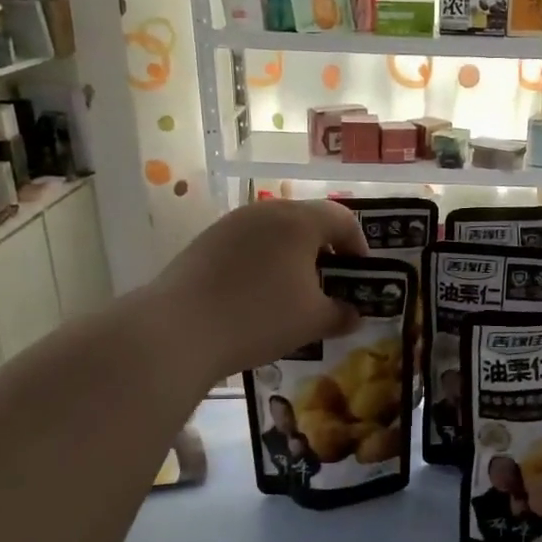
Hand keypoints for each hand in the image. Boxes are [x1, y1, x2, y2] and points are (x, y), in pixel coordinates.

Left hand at [149, 200, 367, 380]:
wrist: (179, 330)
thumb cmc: (260, 317)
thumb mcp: (313, 321)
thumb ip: (341, 314)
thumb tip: (353, 315)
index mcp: (299, 221)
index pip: (343, 219)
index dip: (360, 246)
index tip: (362, 276)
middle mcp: (265, 211)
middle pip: (307, 221)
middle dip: (325, 251)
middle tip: (331, 285)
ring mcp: (231, 224)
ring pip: (275, 233)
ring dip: (292, 258)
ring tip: (293, 293)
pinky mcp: (205, 242)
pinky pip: (248, 246)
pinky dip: (263, 264)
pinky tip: (257, 297)